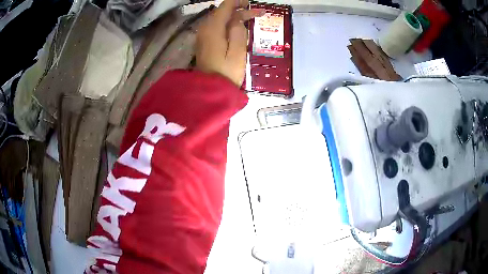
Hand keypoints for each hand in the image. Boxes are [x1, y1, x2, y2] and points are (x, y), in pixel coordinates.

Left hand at [196, 0, 264, 85]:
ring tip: (251, 20)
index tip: (252, 4)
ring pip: (220, 19)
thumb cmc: (226, 73)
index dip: (239, 2)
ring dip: (235, 17)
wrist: (209, 91)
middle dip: (240, 10)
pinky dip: (228, 25)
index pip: (225, 6)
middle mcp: (205, 28)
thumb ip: (238, 31)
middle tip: (258, 14)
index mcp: (213, 28)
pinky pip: (217, 27)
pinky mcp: (204, 42)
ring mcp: (203, 36)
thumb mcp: (238, 52)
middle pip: (222, 12)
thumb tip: (237, 19)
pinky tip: (238, 29)